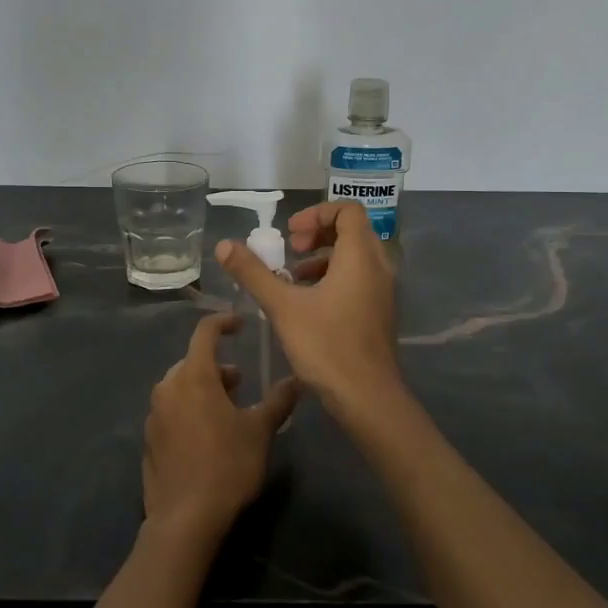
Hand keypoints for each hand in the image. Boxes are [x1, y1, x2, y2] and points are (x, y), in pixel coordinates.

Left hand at [142, 313, 298, 543]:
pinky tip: (206, 436)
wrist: (184, 518)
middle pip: (192, 362)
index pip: (205, 332)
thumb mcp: (259, 431)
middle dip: (217, 366)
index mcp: (193, 376)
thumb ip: (278, 401)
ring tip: (227, 410)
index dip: (223, 323)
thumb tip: (297, 379)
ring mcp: (154, 414)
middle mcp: (168, 388)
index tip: (240, 324)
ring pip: (180, 387)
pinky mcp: (149, 440)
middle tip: (240, 382)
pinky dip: (188, 410)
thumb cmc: (227, 465)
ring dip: (203, 389)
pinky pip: (170, 412)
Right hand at [214, 200, 402, 417]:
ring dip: (324, 258)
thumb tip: (224, 244)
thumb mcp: (282, 306)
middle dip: (317, 234)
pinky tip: (307, 304)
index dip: (317, 213)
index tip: (290, 235)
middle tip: (290, 251)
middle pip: (352, 231)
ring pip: (355, 258)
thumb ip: (253, 272)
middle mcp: (378, 267)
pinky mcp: (380, 313)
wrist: (367, 397)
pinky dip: (334, 278)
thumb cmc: (326, 346)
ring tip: (293, 278)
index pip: (348, 210)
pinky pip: (359, 279)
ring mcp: (383, 292)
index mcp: (360, 257)